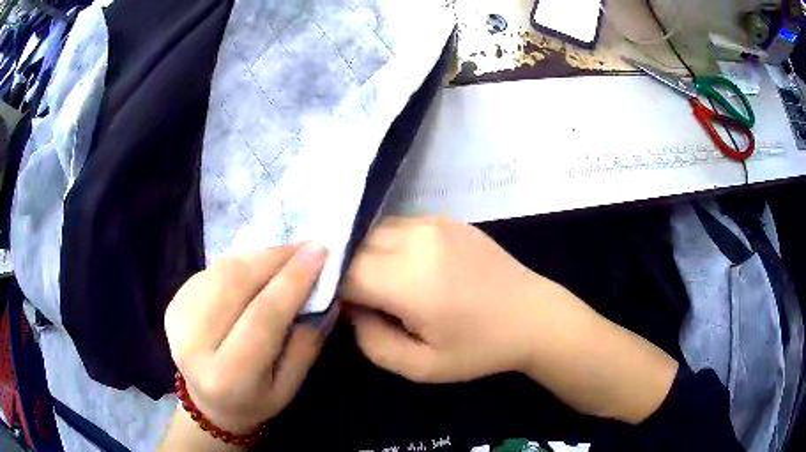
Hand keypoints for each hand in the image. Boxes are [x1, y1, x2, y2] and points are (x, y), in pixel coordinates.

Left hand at [164, 243, 329, 436]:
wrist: (208, 404)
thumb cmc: (255, 400)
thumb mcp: (290, 387)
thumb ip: (306, 343)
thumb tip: (321, 293)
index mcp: (227, 376)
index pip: (262, 318)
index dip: (292, 281)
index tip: (320, 251)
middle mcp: (194, 344)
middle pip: (236, 284)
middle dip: (274, 258)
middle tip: (304, 247)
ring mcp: (178, 319)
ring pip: (222, 270)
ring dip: (258, 257)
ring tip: (284, 257)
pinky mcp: (173, 303)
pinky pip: (211, 271)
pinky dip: (239, 264)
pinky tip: (256, 271)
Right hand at [340, 217, 558, 382]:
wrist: (533, 316)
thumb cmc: (479, 349)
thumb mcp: (419, 366)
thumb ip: (371, 340)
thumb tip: (352, 306)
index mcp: (410, 280)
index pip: (344, 271)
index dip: (332, 287)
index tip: (339, 306)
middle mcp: (418, 239)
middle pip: (355, 245)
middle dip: (347, 270)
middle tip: (359, 298)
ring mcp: (434, 223)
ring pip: (374, 230)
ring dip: (366, 254)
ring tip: (382, 283)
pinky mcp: (447, 219)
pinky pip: (400, 225)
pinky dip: (388, 244)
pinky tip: (406, 267)